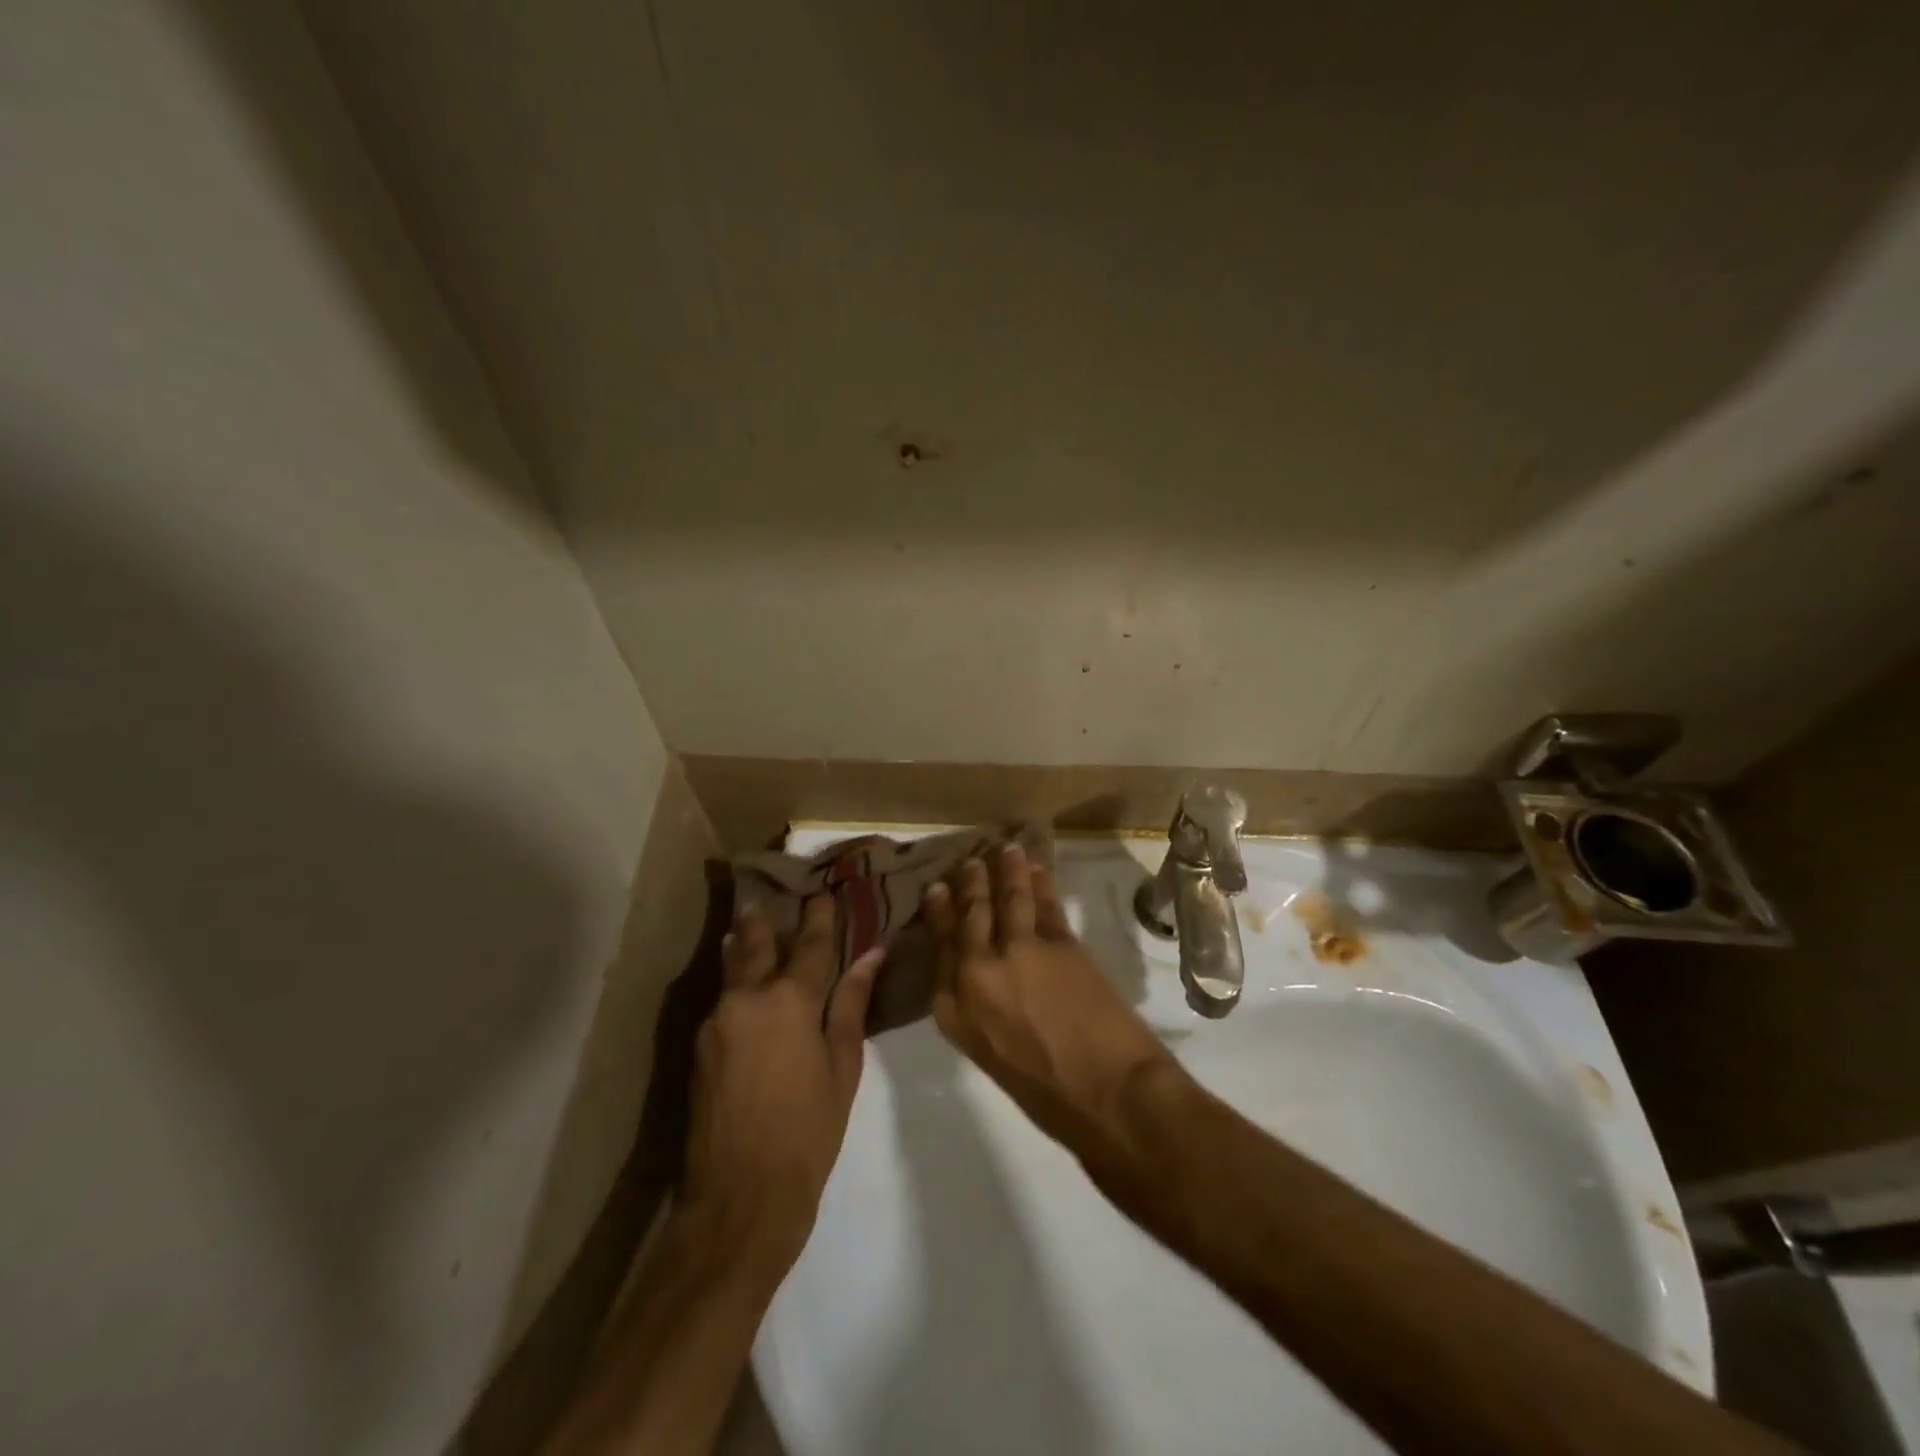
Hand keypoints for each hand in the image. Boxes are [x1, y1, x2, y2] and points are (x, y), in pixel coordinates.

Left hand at [679, 894, 881, 1279]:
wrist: (739, 1198)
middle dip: (761, 922)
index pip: (809, 946)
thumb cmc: (808, 1132)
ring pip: (731, 972)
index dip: (819, 919)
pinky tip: (739, 988)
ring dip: (740, 949)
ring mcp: (716, 1022)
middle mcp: (747, 999)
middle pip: (754, 947)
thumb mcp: (842, 1067)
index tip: (823, 895)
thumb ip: (852, 1005)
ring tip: (744, 929)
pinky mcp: (698, 1047)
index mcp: (790, 1001)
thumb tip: (870, 956)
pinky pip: (722, 1002)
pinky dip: (733, 986)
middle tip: (762, 899)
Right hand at [924, 844, 1174, 1150]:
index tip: (937, 890)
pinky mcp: (1058, 943)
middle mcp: (977, 973)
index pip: (940, 949)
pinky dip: (1042, 883)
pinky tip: (1039, 870)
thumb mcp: (993, 1057)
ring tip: (1005, 849)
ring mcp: (1018, 952)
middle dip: (969, 884)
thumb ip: (980, 1013)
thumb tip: (986, 983)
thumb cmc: (1048, 1096)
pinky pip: (1045, 904)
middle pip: (970, 916)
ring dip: (1006, 870)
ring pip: (1007, 899)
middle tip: (969, 861)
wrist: (1108, 1096)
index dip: (939, 914)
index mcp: (955, 1010)